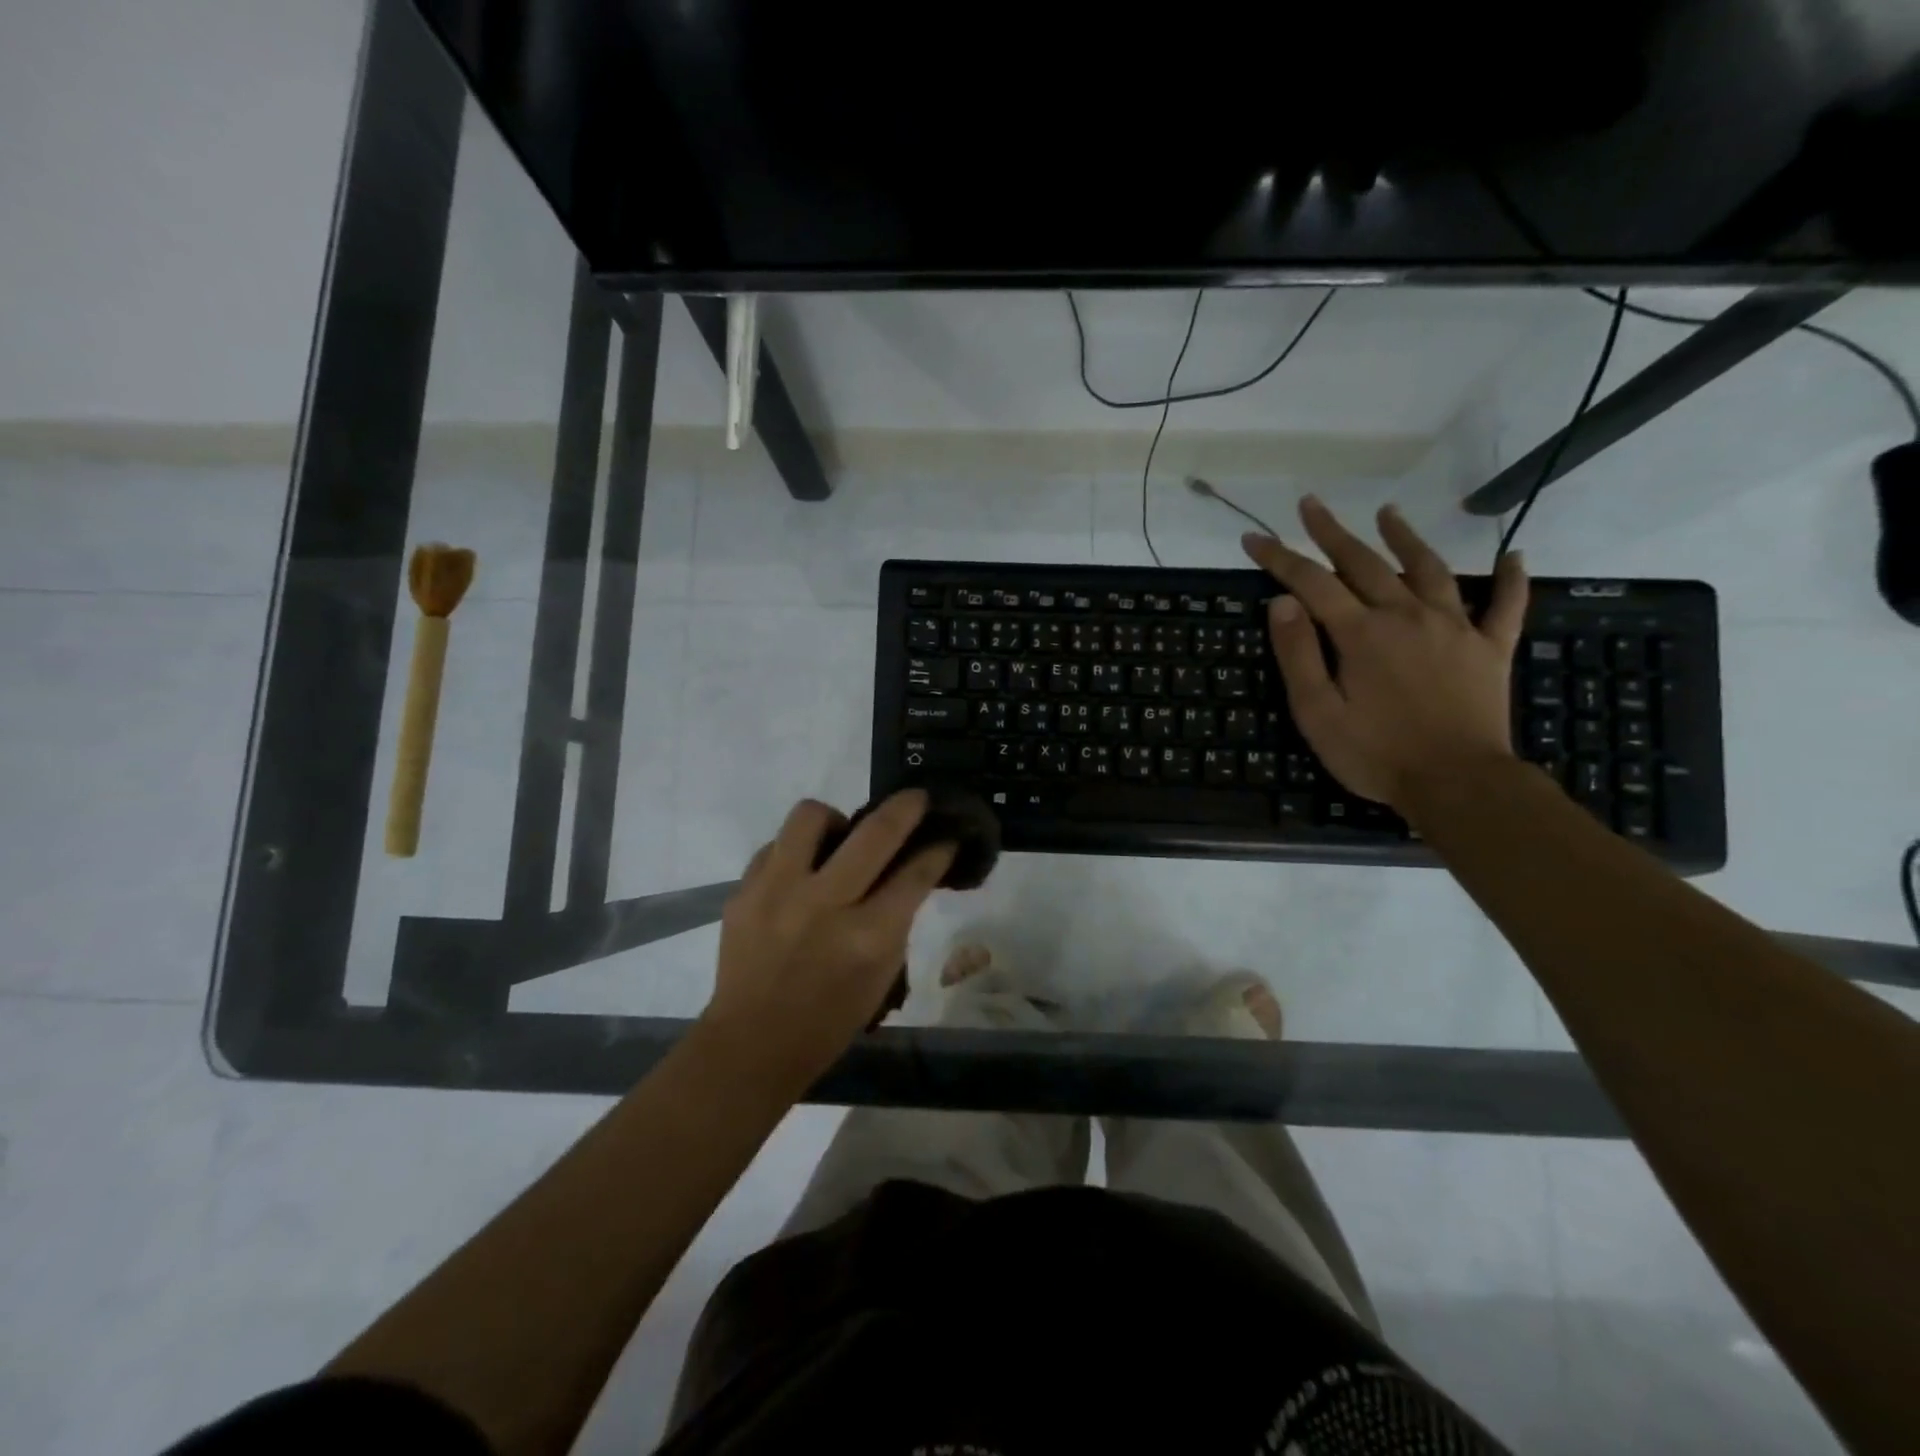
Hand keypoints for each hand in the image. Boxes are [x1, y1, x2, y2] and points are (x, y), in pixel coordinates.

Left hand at [704, 790, 954, 1081]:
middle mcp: (824, 904)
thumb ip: (897, 918)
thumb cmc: (830, 1019)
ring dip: (835, 819)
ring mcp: (777, 892)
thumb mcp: (882, 975)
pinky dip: (795, 852)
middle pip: (875, 832)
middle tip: (915, 800)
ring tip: (838, 839)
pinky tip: (800, 874)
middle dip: (906, 807)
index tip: (945, 835)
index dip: (937, 849)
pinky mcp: (743, 891)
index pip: (914, 874)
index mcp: (867, 937)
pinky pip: (775, 845)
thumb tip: (910, 870)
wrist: (752, 1043)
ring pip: (810, 816)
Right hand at [1241, 496, 1526, 810]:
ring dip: (1405, 538)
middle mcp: (1407, 616)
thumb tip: (1283, 603)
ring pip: (1429, 570)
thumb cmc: (1376, 754)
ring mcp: (1455, 628)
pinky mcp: (1490, 649)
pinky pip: (1506, 606)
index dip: (1280, 558)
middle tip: (1311, 504)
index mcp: (1361, 634)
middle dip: (1332, 532)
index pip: (1311, 583)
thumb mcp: (1317, 712)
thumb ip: (1298, 655)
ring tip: (1389, 513)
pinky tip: (1514, 558)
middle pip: (1364, 563)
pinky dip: (1511, 580)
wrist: (1458, 784)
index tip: (1254, 537)